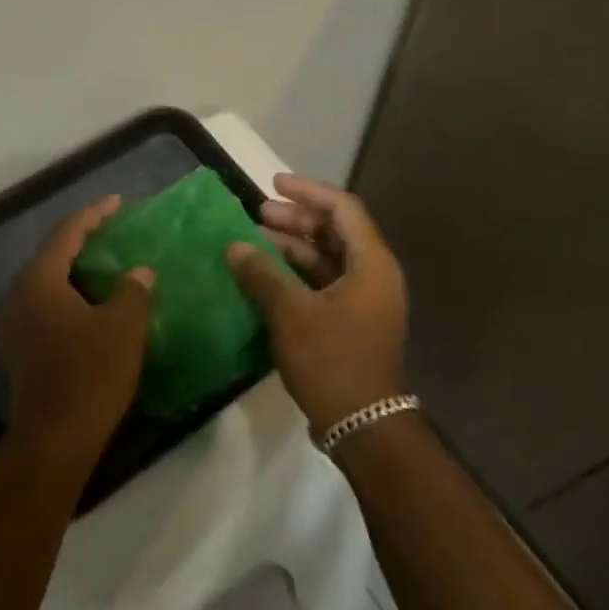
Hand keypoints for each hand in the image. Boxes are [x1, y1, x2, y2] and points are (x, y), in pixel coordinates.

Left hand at [0, 195, 152, 473]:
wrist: (54, 440)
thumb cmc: (90, 375)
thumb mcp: (123, 327)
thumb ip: (132, 291)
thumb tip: (138, 273)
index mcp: (39, 281)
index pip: (67, 234)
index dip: (94, 214)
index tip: (118, 202)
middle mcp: (18, 296)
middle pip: (53, 255)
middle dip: (83, 240)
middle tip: (113, 230)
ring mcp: (15, 325)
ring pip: (48, 283)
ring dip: (76, 270)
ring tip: (106, 262)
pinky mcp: (20, 349)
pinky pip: (46, 305)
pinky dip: (69, 295)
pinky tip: (92, 302)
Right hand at [227, 174, 407, 436]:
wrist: (362, 425)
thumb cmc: (331, 360)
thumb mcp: (291, 313)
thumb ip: (262, 274)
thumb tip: (235, 247)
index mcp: (371, 263)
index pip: (343, 208)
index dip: (308, 191)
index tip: (274, 184)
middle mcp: (373, 274)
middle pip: (335, 231)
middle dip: (296, 219)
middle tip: (258, 213)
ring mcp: (364, 299)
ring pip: (327, 257)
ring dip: (293, 245)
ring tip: (254, 239)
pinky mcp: (352, 320)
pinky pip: (324, 281)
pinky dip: (296, 272)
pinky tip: (265, 273)